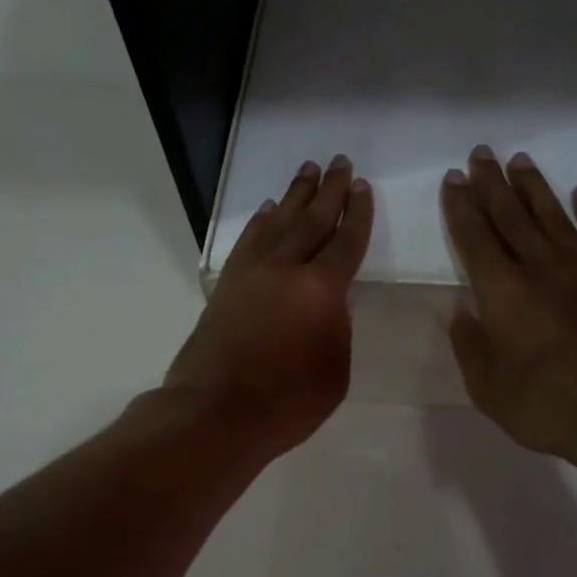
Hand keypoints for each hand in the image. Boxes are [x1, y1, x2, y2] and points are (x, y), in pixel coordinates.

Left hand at [165, 155, 372, 459]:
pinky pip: (247, 243)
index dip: (357, 215)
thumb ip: (336, 331)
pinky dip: (260, 223)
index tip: (362, 187)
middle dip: (329, 191)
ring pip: (277, 224)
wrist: (215, 414)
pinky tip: (267, 212)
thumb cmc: (286, 403)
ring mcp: (250, 275)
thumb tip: (326, 308)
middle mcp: (285, 270)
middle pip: (311, 221)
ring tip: (307, 171)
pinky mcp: (226, 288)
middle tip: (340, 162)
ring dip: (294, 196)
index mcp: (321, 290)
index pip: (345, 243)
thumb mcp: (334, 372)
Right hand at [441, 146, 576, 466]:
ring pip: (553, 215)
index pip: (474, 238)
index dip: (460, 208)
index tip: (453, 180)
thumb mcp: (488, 387)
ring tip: (520, 160)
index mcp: (502, 292)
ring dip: (534, 187)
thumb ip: (470, 345)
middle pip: (510, 216)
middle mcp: (540, 268)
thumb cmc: (547, 406)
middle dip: (491, 184)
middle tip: (480, 154)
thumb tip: (460, 310)